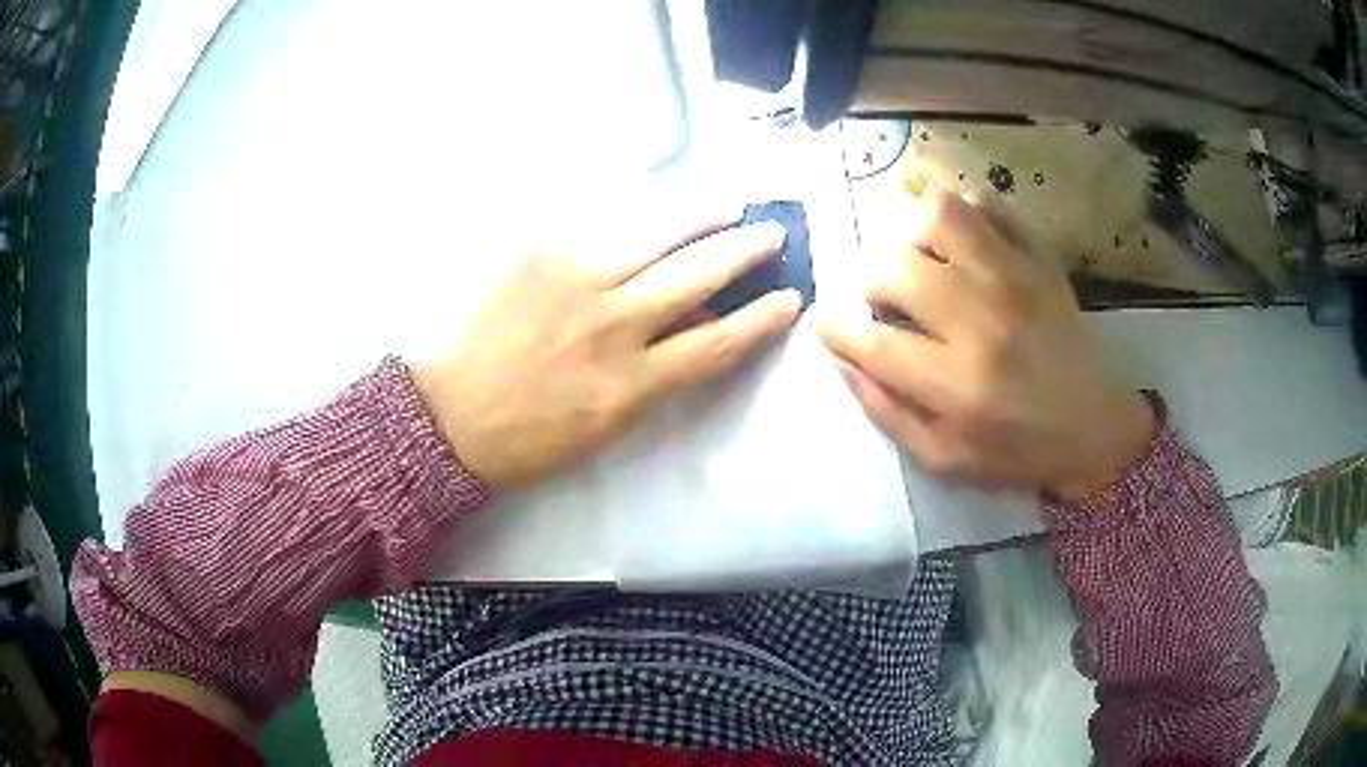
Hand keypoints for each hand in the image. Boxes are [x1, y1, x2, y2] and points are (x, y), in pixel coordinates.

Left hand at [414, 214, 799, 489]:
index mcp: (631, 384)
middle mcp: (612, 327)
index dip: (760, 319)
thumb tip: (688, 327)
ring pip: (654, 236)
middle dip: (744, 253)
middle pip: (697, 278)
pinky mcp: (537, 254)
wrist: (447, 417)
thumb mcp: (605, 427)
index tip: (790, 298)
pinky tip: (654, 188)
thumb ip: (654, 376)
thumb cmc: (527, 437)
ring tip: (727, 203)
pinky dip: (633, 205)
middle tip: (772, 232)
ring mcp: (573, 282)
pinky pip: (596, 220)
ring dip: (699, 217)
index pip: (716, 342)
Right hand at [817, 190, 1153, 500]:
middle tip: (888, 303)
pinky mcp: (1040, 258)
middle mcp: (983, 320)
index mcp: (957, 383)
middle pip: (895, 267)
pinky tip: (964, 244)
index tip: (828, 322)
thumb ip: (886, 411)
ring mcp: (1016, 278)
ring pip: (940, 216)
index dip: (835, 326)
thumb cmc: (1015, 450)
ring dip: (914, 235)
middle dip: (872, 284)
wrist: (1093, 428)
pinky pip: (991, 204)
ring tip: (924, 261)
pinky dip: (966, 212)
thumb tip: (844, 358)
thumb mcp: (942, 459)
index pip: (872, 339)